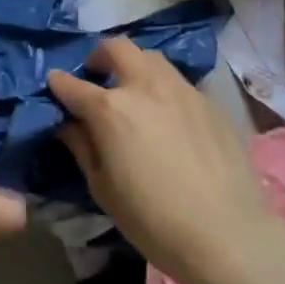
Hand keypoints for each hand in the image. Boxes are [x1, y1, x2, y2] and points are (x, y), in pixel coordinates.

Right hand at [49, 38, 271, 283]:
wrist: (229, 235)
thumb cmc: (154, 221)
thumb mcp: (104, 190)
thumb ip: (83, 147)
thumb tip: (69, 124)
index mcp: (110, 109)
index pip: (72, 84)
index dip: (58, 83)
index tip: (55, 85)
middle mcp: (144, 86)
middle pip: (116, 48)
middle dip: (99, 57)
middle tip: (98, 78)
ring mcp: (181, 89)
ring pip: (151, 58)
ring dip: (134, 66)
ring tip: (134, 92)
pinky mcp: (209, 101)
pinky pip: (179, 82)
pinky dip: (164, 89)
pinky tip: (169, 117)